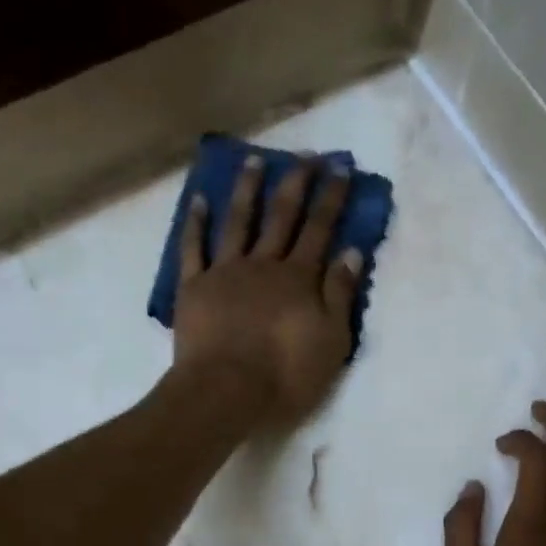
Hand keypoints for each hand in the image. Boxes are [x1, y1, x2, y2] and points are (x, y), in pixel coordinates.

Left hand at [172, 152, 363, 425]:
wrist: (227, 391)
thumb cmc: (286, 374)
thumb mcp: (331, 341)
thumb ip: (341, 295)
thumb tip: (351, 252)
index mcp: (299, 278)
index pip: (320, 228)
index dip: (332, 197)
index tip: (341, 167)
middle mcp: (264, 264)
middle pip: (282, 216)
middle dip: (296, 182)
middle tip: (305, 154)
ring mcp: (226, 272)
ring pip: (239, 221)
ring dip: (248, 189)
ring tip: (255, 160)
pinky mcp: (194, 287)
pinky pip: (193, 247)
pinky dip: (196, 222)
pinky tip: (200, 200)